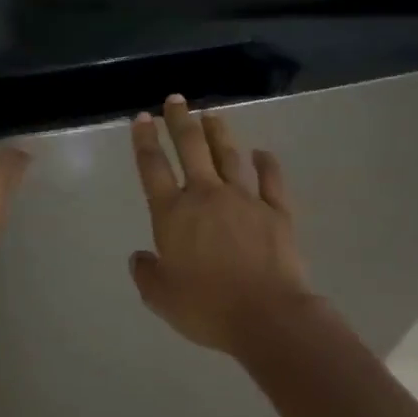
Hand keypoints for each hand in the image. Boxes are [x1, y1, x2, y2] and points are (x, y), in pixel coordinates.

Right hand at [129, 95, 313, 354]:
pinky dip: (266, 163)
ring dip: (219, 133)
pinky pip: (271, 179)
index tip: (142, 118)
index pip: (153, 168)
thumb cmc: (208, 308)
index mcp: (173, 214)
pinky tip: (262, 153)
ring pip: (228, 156)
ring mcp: (244, 199)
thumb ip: (147, 274)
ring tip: (212, 116)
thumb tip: (140, 257)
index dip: (144, 141)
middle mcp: (206, 196)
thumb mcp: (162, 298)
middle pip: (191, 148)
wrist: (267, 317)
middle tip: (175, 100)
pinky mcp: (276, 211)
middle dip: (180, 121)